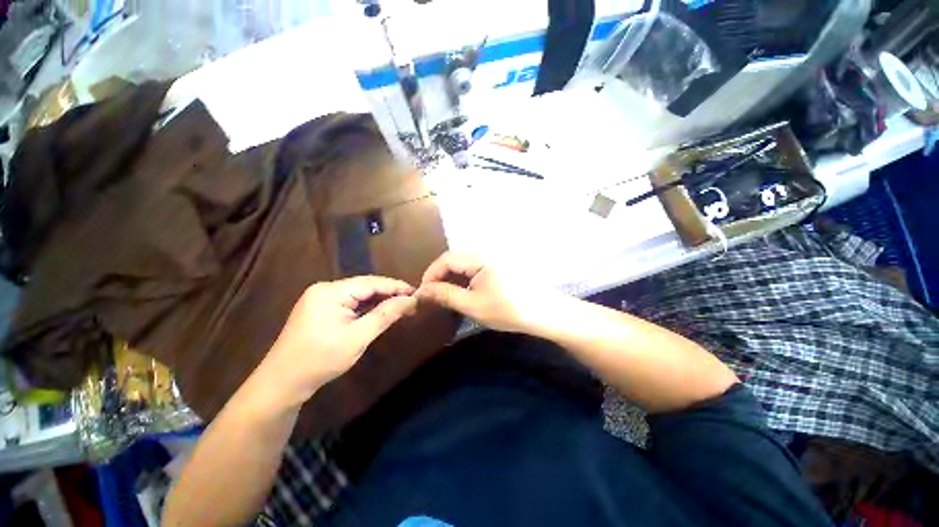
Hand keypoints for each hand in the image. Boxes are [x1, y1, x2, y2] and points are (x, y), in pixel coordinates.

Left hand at [257, 276, 417, 407]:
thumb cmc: (320, 360)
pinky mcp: (321, 310)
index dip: (396, 287)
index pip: (371, 283)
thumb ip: (385, 315)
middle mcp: (325, 289)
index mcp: (331, 292)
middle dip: (389, 293)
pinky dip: (367, 308)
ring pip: (359, 295)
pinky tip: (380, 312)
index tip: (417, 293)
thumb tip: (411, 300)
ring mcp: (321, 299)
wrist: (282, 383)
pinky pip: (350, 303)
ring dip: (379, 301)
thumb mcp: (358, 337)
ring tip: (401, 306)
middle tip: (412, 302)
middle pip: (365, 286)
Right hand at [416, 252, 559, 332]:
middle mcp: (485, 251)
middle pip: (454, 258)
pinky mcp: (499, 263)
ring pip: (464, 262)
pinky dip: (464, 277)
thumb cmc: (508, 310)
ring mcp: (493, 256)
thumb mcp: (472, 305)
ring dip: (452, 276)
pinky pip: (475, 266)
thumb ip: (445, 295)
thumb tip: (422, 291)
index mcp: (479, 257)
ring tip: (445, 294)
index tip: (423, 292)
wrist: (543, 312)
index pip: (446, 259)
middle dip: (440, 275)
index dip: (431, 274)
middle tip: (433, 295)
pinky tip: (464, 290)